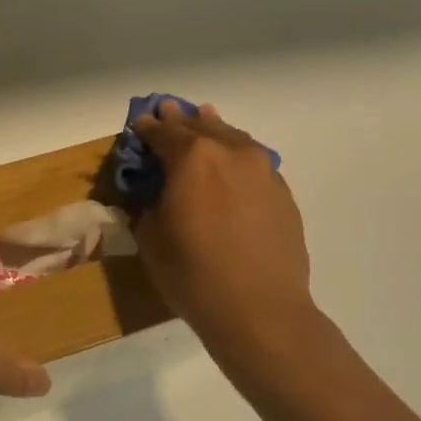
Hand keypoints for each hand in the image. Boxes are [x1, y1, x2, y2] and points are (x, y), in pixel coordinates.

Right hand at [132, 101, 316, 342]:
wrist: (260, 310)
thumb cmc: (193, 275)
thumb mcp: (151, 239)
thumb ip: (149, 204)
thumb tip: (153, 193)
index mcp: (192, 158)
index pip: (163, 133)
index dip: (147, 129)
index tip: (138, 124)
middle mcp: (230, 152)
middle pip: (200, 126)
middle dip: (180, 120)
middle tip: (166, 110)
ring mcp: (262, 169)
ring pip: (232, 138)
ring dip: (212, 129)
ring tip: (203, 119)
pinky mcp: (282, 191)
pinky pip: (253, 161)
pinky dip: (236, 154)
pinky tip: (231, 162)